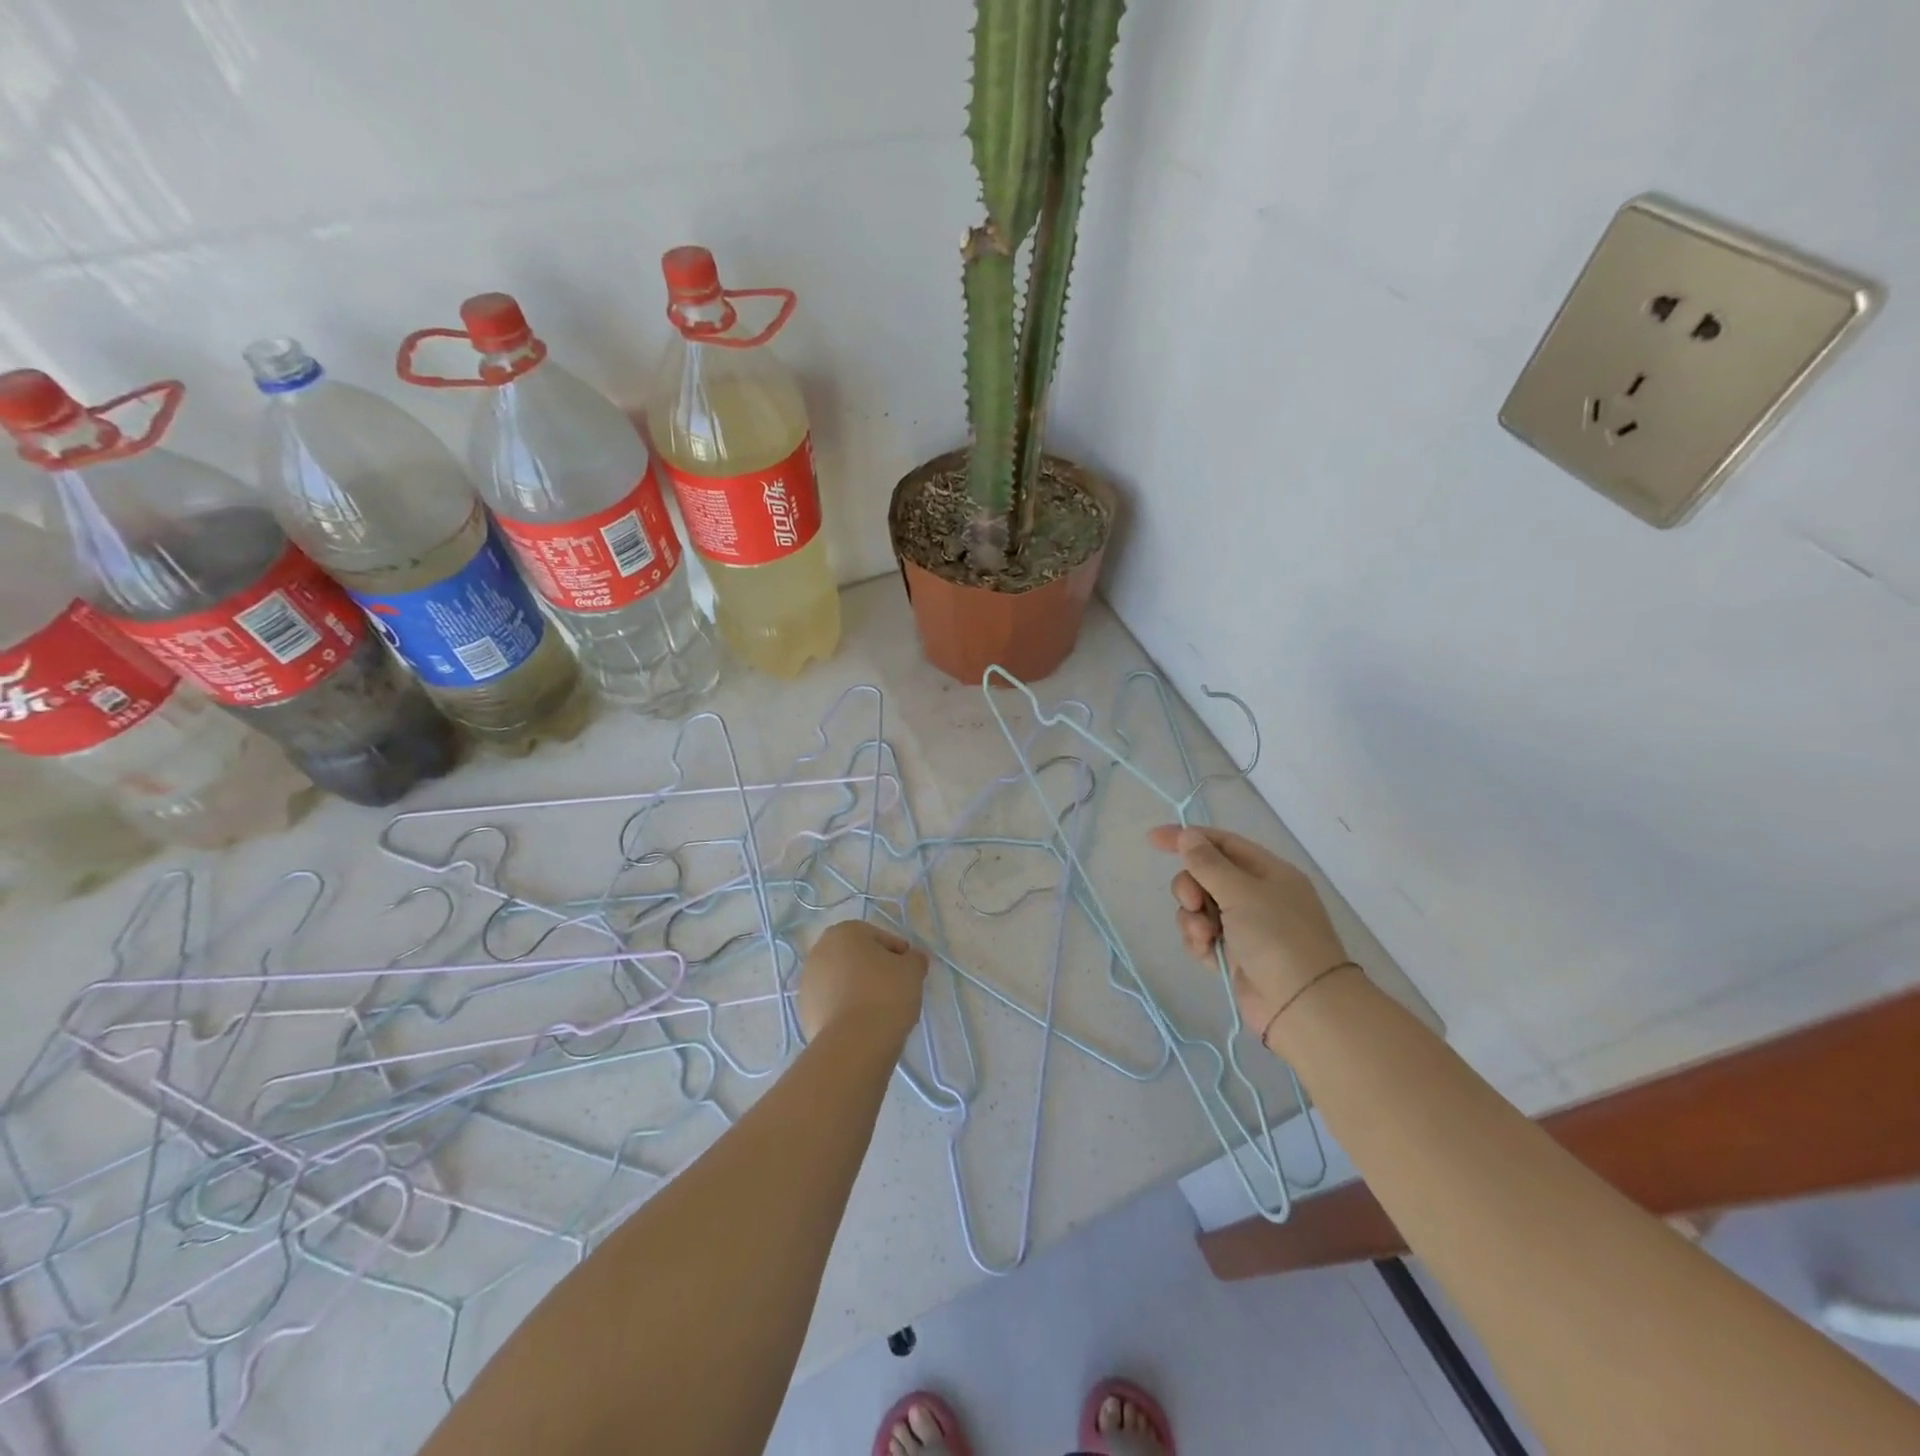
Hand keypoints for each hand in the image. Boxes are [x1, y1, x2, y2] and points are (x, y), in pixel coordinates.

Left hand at [796, 920, 928, 1044]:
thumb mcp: (912, 970)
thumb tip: (912, 960)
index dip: (900, 955)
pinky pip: (833, 1004)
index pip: (881, 938)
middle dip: (876, 970)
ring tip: (881, 1011)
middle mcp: (820, 950)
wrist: (854, 1043)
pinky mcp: (804, 1012)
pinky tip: (864, 1024)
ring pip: (843, 981)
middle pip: (858, 958)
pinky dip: (847, 1009)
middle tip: (897, 990)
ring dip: (860, 990)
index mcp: (844, 932)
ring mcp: (808, 982)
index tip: (911, 973)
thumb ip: (915, 959)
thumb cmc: (885, 993)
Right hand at [1149, 825, 1350, 1038]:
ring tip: (1204, 937)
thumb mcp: (1241, 892)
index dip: (1188, 838)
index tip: (1153, 840)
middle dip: (1190, 887)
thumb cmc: (1277, 938)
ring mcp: (1245, 926)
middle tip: (1193, 902)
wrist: (1302, 1006)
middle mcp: (1257, 896)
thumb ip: (1209, 863)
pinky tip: (1207, 953)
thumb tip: (1187, 836)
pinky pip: (1202, 936)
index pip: (1222, 843)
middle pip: (1205, 876)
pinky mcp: (1234, 955)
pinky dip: (1199, 941)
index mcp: (1268, 872)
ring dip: (1193, 919)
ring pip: (1199, 908)